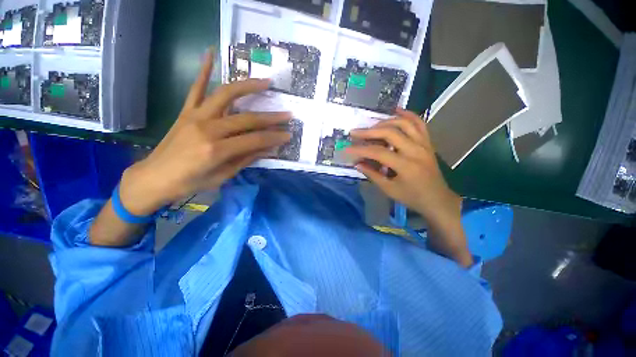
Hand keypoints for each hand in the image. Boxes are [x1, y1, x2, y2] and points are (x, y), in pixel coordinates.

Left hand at [119, 49, 291, 215]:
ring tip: (266, 82)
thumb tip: (268, 149)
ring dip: (248, 86)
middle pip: (246, 119)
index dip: (274, 138)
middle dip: (271, 118)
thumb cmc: (189, 183)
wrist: (153, 178)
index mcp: (216, 150)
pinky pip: (195, 88)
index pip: (254, 140)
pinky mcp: (186, 112)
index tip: (289, 135)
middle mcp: (207, 129)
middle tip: (288, 114)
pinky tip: (211, 53)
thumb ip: (246, 159)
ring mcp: (195, 116)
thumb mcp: (223, 176)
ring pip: (226, 95)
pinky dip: (203, 70)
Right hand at [347, 108, 472, 266]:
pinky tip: (396, 110)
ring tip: (371, 126)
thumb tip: (357, 163)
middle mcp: (416, 150)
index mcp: (406, 166)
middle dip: (369, 131)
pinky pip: (419, 123)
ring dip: (385, 122)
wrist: (438, 199)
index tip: (347, 149)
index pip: (378, 152)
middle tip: (355, 132)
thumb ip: (372, 174)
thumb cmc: (412, 197)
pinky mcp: (428, 142)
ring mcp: (424, 144)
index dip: (360, 149)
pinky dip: (408, 114)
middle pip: (390, 132)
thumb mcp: (389, 190)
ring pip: (404, 123)